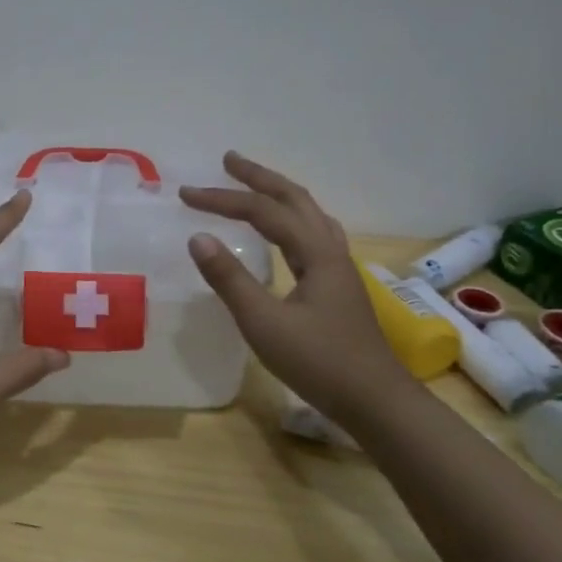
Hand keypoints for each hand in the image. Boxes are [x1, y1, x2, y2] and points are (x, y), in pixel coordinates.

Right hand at [180, 151, 408, 413]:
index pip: (262, 211)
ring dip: (278, 194)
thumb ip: (230, 279)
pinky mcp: (339, 285)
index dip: (222, 199)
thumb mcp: (264, 323)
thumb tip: (198, 238)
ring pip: (308, 214)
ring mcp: (339, 267)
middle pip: (294, 199)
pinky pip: (313, 234)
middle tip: (227, 160)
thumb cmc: (318, 363)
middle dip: (259, 177)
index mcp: (314, 252)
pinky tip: (286, 232)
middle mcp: (330, 250)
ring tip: (254, 186)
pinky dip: (291, 219)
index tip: (186, 195)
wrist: (376, 401)